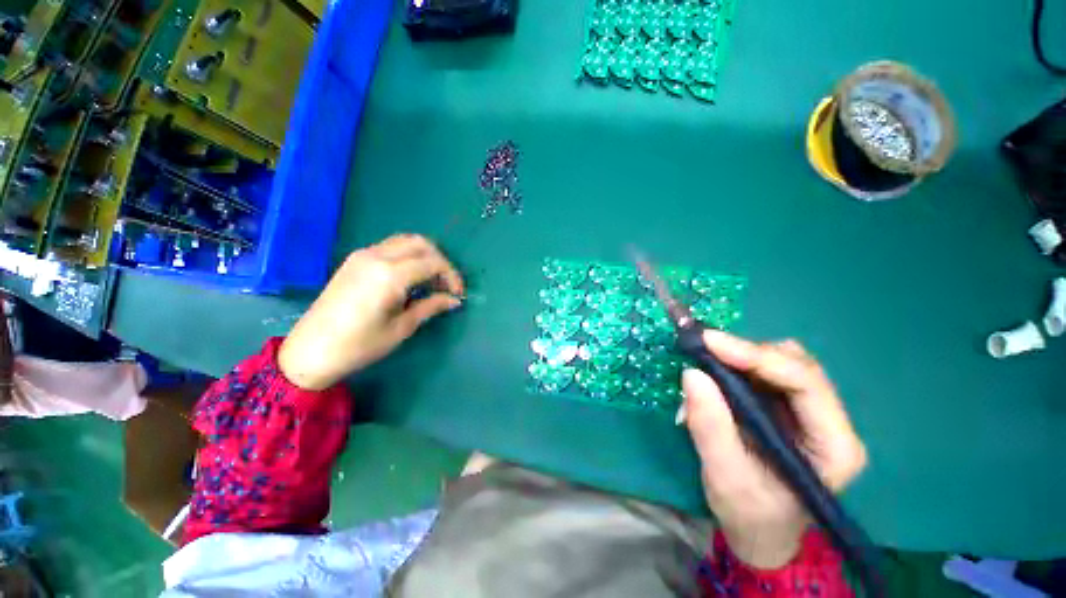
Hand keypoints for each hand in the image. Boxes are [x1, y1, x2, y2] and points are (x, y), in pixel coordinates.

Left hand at [278, 234, 463, 389]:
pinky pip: (390, 247)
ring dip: (424, 255)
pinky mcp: (355, 260)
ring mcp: (363, 255)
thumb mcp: (402, 328)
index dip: (451, 276)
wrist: (310, 351)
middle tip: (446, 284)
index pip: (433, 262)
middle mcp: (377, 256)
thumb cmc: (360, 345)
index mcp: (390, 275)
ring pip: (405, 241)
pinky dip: (408, 256)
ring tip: (430, 280)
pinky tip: (410, 277)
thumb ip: (431, 306)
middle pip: (421, 243)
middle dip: (440, 261)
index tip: (458, 294)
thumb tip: (454, 300)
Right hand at [681, 330, 866, 568]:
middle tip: (701, 350)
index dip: (756, 356)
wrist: (757, 530)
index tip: (709, 342)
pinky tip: (713, 375)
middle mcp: (830, 421)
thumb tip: (692, 373)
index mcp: (834, 446)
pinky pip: (762, 370)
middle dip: (745, 353)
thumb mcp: (725, 475)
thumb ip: (710, 426)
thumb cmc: (749, 513)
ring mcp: (809, 411)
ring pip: (778, 361)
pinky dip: (734, 366)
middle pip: (794, 364)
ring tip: (704, 365)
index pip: (805, 383)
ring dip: (738, 357)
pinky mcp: (786, 406)